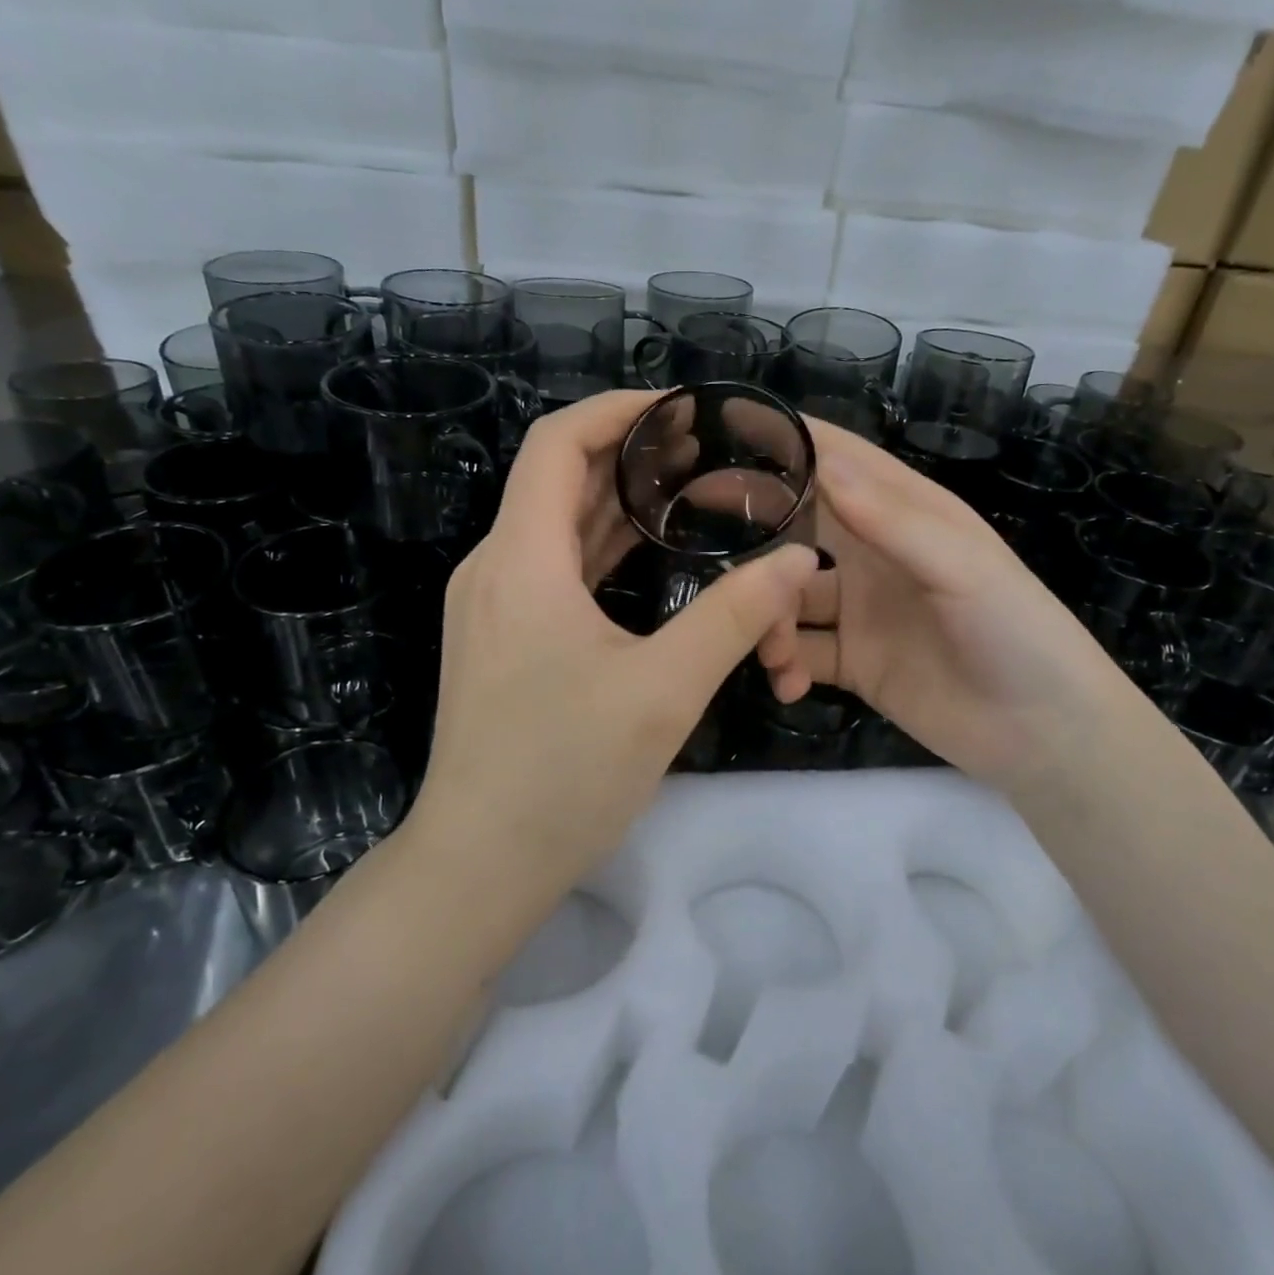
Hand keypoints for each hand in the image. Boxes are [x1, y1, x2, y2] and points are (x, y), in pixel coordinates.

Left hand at [412, 391, 819, 885]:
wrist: (478, 865)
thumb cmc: (564, 775)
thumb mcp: (664, 691)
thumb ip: (735, 617)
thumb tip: (795, 561)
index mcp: (522, 560)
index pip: (557, 442)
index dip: (619, 410)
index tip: (683, 409)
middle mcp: (496, 568)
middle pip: (558, 477)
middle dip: (630, 453)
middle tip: (706, 450)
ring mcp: (493, 606)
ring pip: (557, 525)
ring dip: (619, 502)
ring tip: (689, 489)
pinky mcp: (501, 639)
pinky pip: (554, 568)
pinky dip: (602, 547)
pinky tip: (650, 554)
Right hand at [758, 420, 1140, 795]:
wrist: (1044, 734)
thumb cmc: (1016, 632)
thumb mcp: (962, 567)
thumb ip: (891, 519)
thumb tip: (821, 464)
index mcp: (905, 514)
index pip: (838, 462)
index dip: (788, 444)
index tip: (725, 430)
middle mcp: (875, 554)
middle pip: (799, 526)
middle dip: (755, 529)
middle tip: (695, 531)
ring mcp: (860, 610)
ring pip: (788, 597)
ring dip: (767, 617)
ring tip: (769, 648)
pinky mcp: (853, 662)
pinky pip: (801, 653)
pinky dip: (785, 665)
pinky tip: (788, 684)